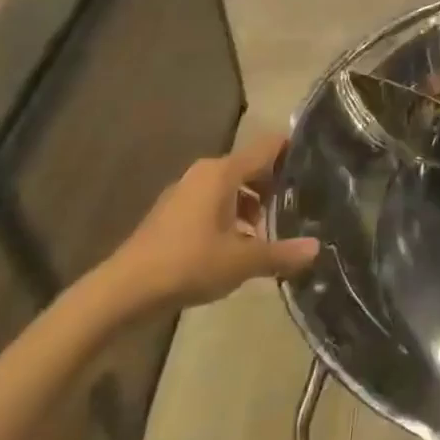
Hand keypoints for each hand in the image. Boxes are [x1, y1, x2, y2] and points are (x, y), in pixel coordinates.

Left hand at [98, 131, 319, 314]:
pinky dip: (229, 215)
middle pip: (250, 167)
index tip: (316, 166)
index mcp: (223, 172)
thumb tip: (316, 249)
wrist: (123, 291)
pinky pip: (211, 202)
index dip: (292, 152)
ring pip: (230, 187)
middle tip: (299, 206)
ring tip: (269, 233)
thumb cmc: (188, 264)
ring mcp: (184, 192)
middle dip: (274, 185)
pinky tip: (237, 246)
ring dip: (251, 205)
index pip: (268, 147)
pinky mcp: (171, 213)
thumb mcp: (242, 261)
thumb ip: (282, 253)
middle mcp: (204, 173)